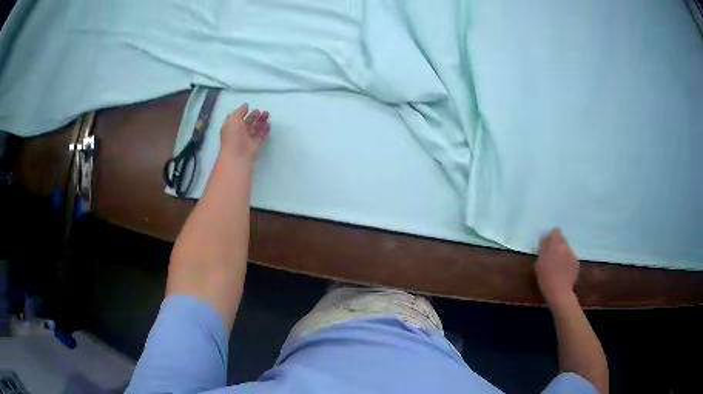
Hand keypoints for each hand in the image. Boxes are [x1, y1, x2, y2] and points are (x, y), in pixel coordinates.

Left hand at [220, 104, 270, 161]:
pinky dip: (264, 130)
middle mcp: (238, 133)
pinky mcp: (254, 146)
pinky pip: (260, 136)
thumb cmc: (233, 136)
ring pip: (254, 129)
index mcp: (231, 127)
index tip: (251, 108)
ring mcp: (246, 140)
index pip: (238, 118)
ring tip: (267, 116)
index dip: (244, 113)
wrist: (237, 157)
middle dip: (255, 116)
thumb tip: (246, 106)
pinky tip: (269, 125)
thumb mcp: (233, 119)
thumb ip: (239, 111)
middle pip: (247, 123)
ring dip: (261, 122)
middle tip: (263, 112)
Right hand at [535, 228, 579, 305]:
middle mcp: (565, 246)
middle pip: (562, 239)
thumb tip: (545, 240)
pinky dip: (567, 261)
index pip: (556, 231)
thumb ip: (543, 249)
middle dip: (557, 245)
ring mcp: (572, 254)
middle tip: (551, 255)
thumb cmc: (545, 278)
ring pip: (567, 249)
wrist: (560, 292)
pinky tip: (563, 271)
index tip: (547, 243)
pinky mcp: (576, 262)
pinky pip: (571, 257)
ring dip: (562, 253)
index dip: (551, 236)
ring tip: (558, 265)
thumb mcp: (539, 263)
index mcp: (555, 245)